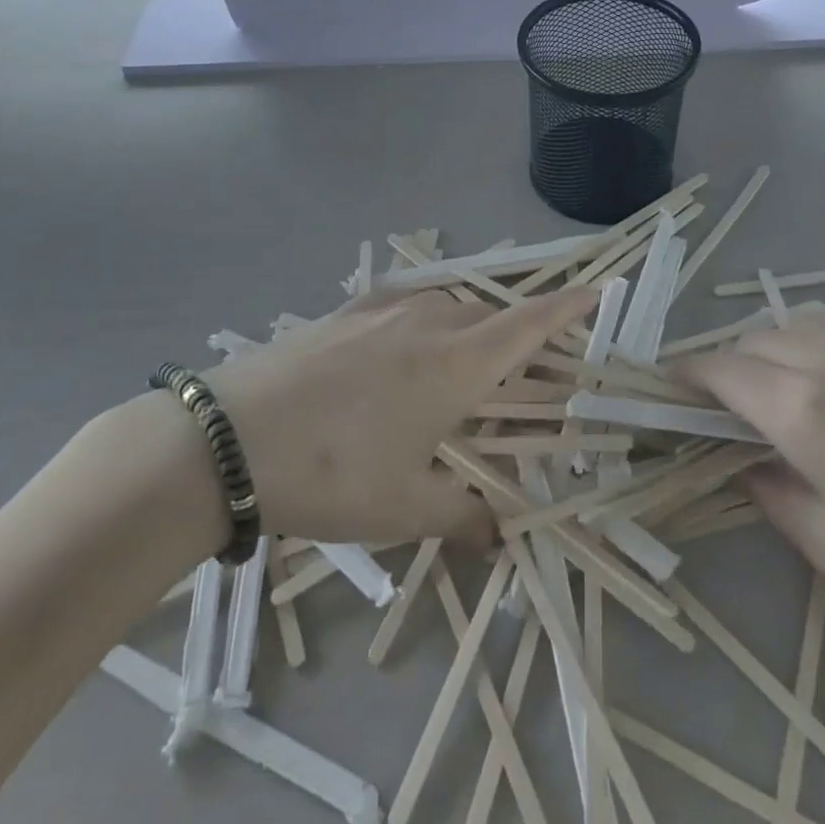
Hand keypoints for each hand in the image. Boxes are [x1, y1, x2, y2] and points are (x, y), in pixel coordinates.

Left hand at [203, 286, 598, 549]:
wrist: (225, 439)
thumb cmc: (329, 474)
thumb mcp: (404, 509)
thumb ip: (464, 518)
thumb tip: (501, 535)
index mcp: (457, 363)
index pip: (530, 323)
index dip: (569, 306)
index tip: (599, 288)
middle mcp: (429, 321)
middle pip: (492, 316)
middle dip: (519, 336)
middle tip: (525, 371)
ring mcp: (382, 308)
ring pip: (448, 308)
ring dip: (469, 330)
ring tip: (461, 367)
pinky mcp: (344, 309)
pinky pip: (405, 305)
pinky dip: (424, 321)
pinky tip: (401, 351)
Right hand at [679, 307, 824, 678]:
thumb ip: (768, 488)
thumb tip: (742, 457)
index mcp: (802, 406)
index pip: (716, 369)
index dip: (684, 378)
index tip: (668, 392)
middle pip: (750, 342)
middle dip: (726, 369)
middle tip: (727, 410)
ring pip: (792, 323)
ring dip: (769, 350)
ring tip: (779, 390)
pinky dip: (815, 336)